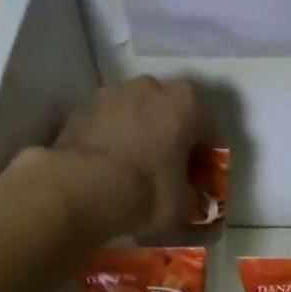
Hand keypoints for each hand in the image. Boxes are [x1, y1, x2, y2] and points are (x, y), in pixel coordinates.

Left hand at [42, 76, 215, 239]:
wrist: (82, 188)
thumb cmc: (147, 191)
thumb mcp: (183, 204)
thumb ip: (191, 195)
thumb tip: (188, 198)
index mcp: (187, 104)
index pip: (209, 133)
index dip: (207, 161)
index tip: (201, 182)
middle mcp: (151, 87)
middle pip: (171, 115)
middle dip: (173, 140)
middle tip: (170, 172)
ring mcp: (112, 93)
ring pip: (137, 116)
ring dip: (141, 136)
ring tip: (136, 170)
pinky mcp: (81, 109)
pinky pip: (108, 126)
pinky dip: (113, 141)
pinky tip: (110, 169)